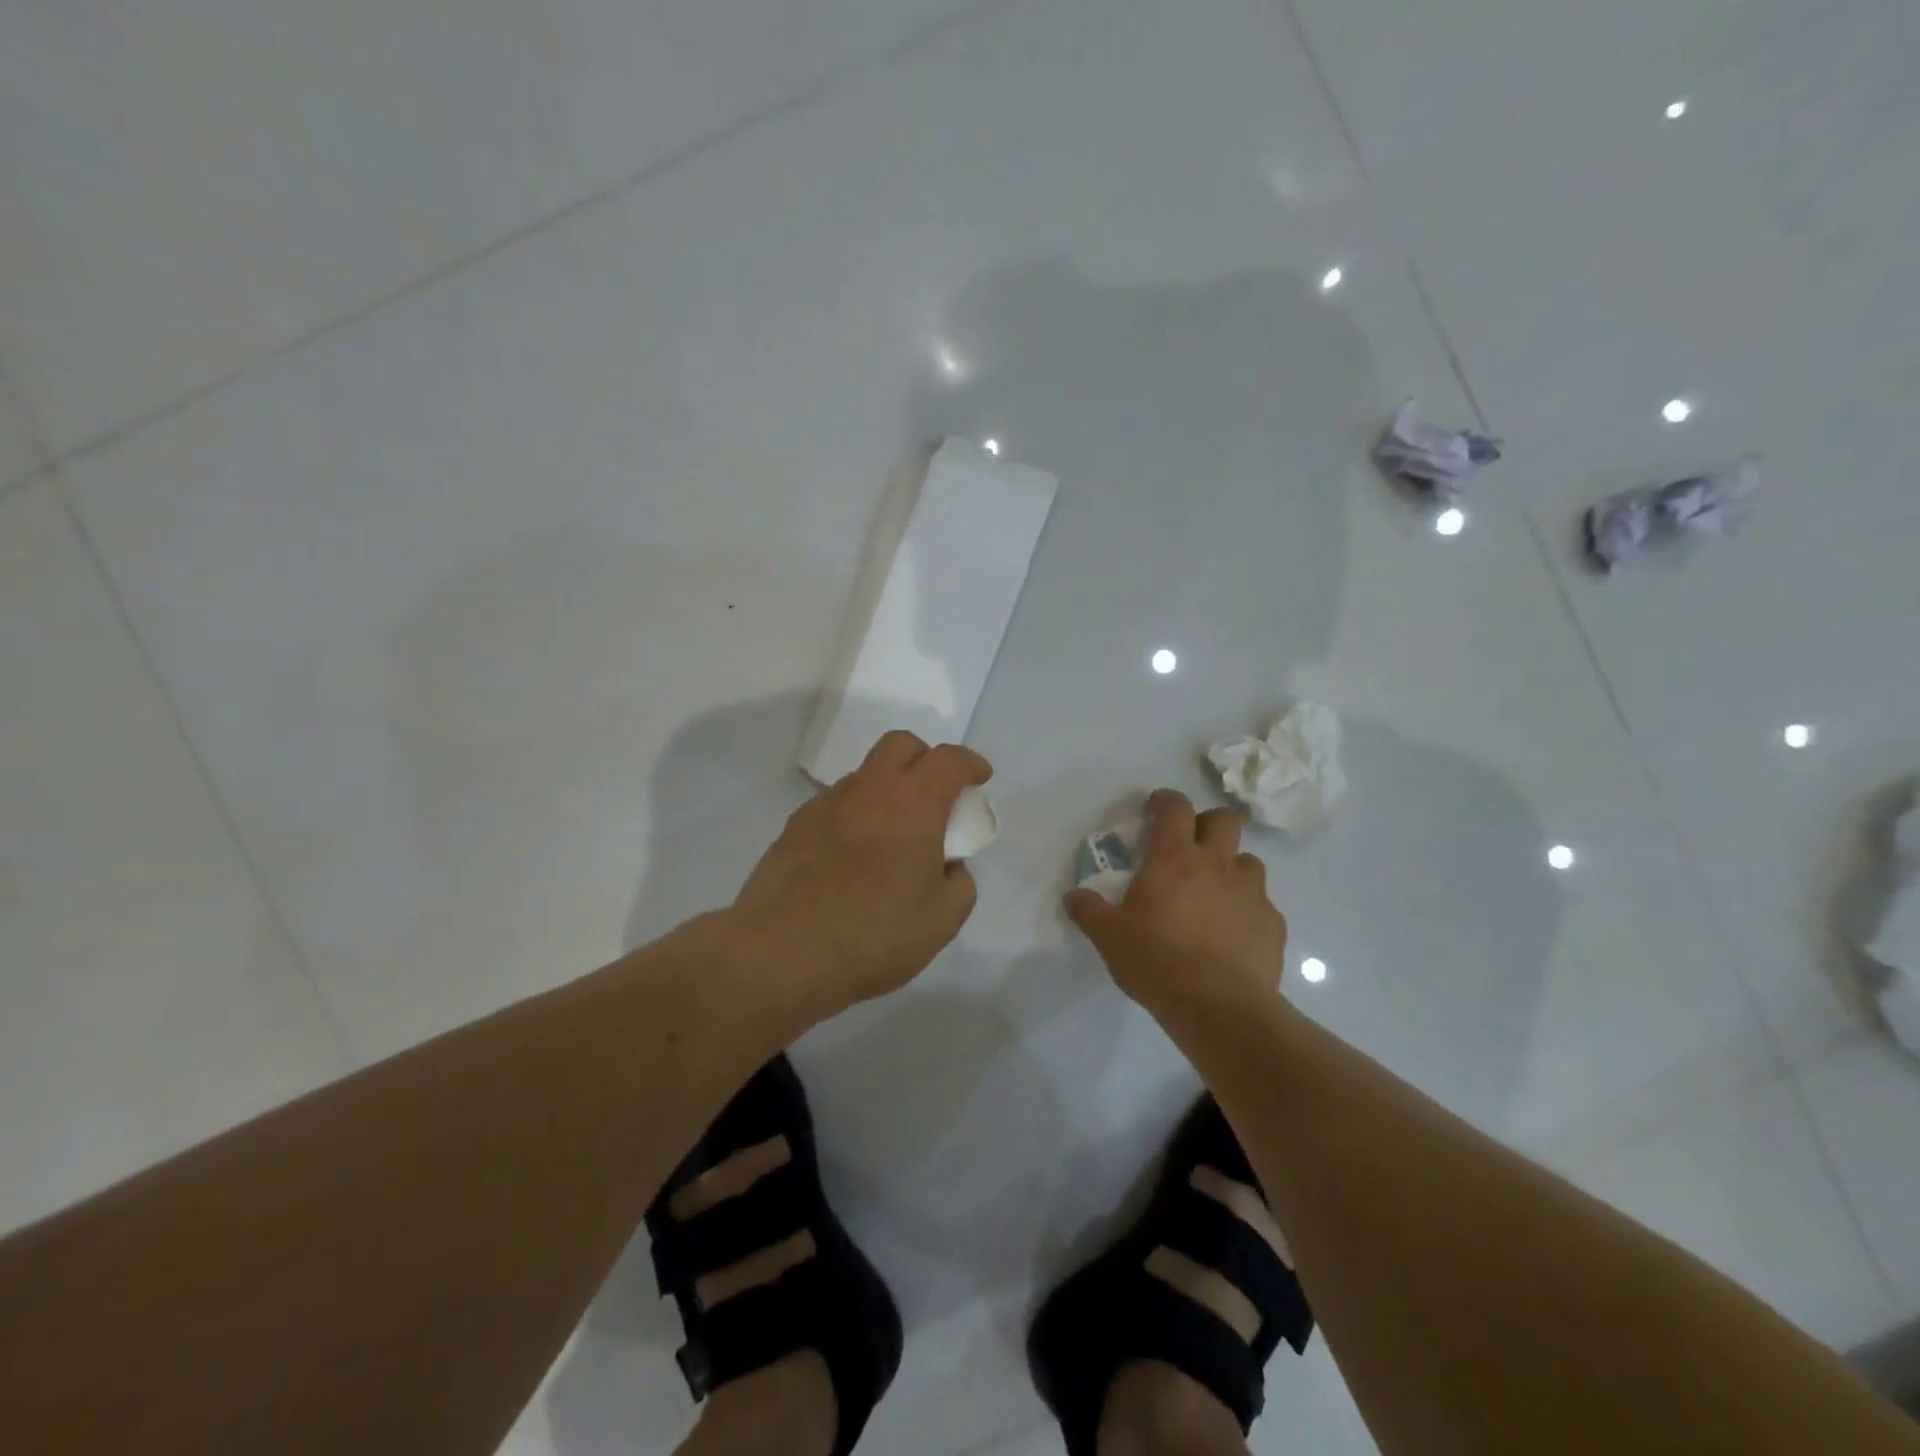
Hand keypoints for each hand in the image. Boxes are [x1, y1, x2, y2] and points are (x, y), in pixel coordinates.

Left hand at [732, 731, 991, 1015]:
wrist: (782, 954)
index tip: (980, 778)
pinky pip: (836, 805)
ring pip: (865, 775)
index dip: (970, 763)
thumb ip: (959, 883)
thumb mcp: (942, 920)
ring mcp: (826, 804)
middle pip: (900, 745)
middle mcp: (869, 790)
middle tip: (936, 795)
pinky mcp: (795, 826)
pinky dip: (856, 816)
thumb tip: (948, 865)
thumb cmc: (874, 935)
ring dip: (887, 789)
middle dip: (925, 758)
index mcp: (913, 803)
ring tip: (893, 835)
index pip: (949, 760)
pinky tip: (854, 858)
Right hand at [1064, 789, 1286, 1011]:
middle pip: (1224, 820)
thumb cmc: (1157, 962)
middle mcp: (1217, 864)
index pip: (1175, 807)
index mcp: (1174, 857)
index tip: (1155, 809)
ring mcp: (1251, 892)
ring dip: (1231, 868)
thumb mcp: (1109, 937)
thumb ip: (1089, 911)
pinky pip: (1262, 904)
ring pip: (1248, 861)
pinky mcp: (1273, 923)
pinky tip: (1233, 935)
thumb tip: (1073, 896)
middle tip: (1191, 845)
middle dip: (1208, 823)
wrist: (1219, 1007)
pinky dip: (1247, 910)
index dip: (1165, 800)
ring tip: (1215, 893)